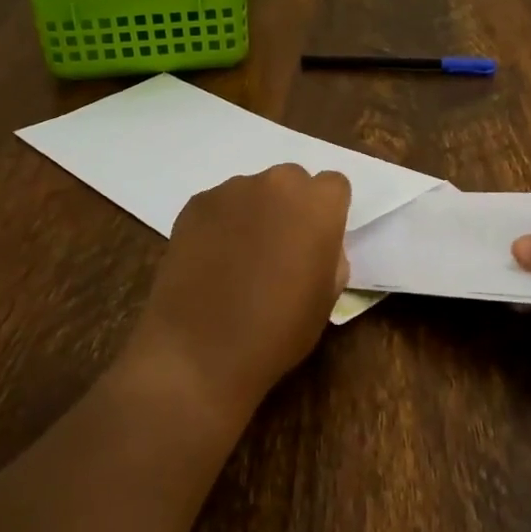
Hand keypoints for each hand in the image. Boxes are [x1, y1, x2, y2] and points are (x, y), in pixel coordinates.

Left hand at [131, 165, 351, 415]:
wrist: (200, 350)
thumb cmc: (278, 331)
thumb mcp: (327, 298)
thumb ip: (329, 254)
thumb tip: (315, 243)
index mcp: (318, 205)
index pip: (334, 186)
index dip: (327, 213)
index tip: (317, 241)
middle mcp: (277, 184)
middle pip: (292, 181)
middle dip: (291, 207)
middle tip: (279, 248)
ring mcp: (232, 190)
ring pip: (254, 191)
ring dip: (254, 213)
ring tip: (239, 259)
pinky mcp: (196, 203)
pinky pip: (220, 205)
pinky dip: (221, 224)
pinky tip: (211, 261)